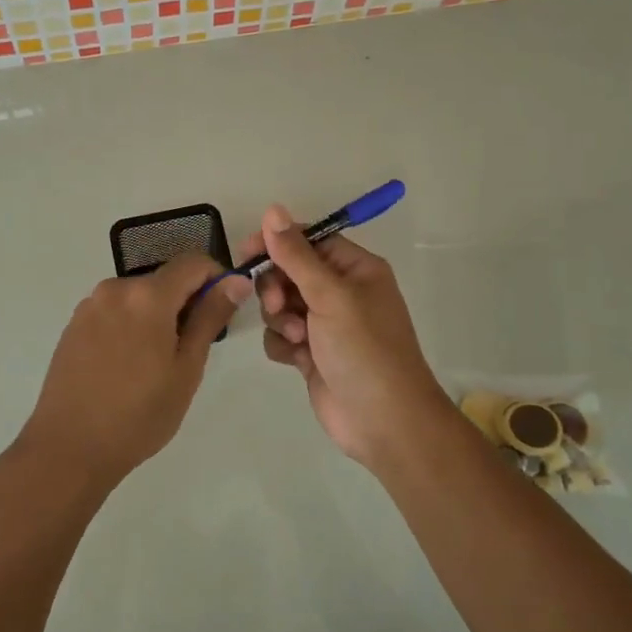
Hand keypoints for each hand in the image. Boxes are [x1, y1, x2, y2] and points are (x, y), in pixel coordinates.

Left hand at [21, 253, 250, 489]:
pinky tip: (126, 367)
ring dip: (156, 316)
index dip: (215, 278)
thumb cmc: (139, 414)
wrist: (68, 448)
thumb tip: (235, 281)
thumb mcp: (186, 368)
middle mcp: (115, 289)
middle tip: (189, 350)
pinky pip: (114, 312)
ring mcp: (89, 306)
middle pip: (163, 280)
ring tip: (155, 364)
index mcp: (147, 296)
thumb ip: (210, 317)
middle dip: (184, 303)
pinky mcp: (73, 325)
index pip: (193, 262)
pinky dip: (130, 326)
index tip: (222, 310)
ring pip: (138, 297)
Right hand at [246, 205, 453, 469]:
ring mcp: (325, 325)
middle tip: (278, 305)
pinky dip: (283, 344)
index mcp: (355, 269)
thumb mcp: (330, 296)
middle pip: (289, 272)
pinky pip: (281, 335)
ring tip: (297, 338)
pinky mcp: (311, 354)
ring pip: (280, 305)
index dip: (278, 242)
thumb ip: (296, 255)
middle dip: (276, 288)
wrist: (384, 422)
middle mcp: (340, 292)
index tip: (248, 251)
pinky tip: (296, 359)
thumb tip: (272, 210)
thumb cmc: (364, 349)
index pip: (308, 240)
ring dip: (280, 319)